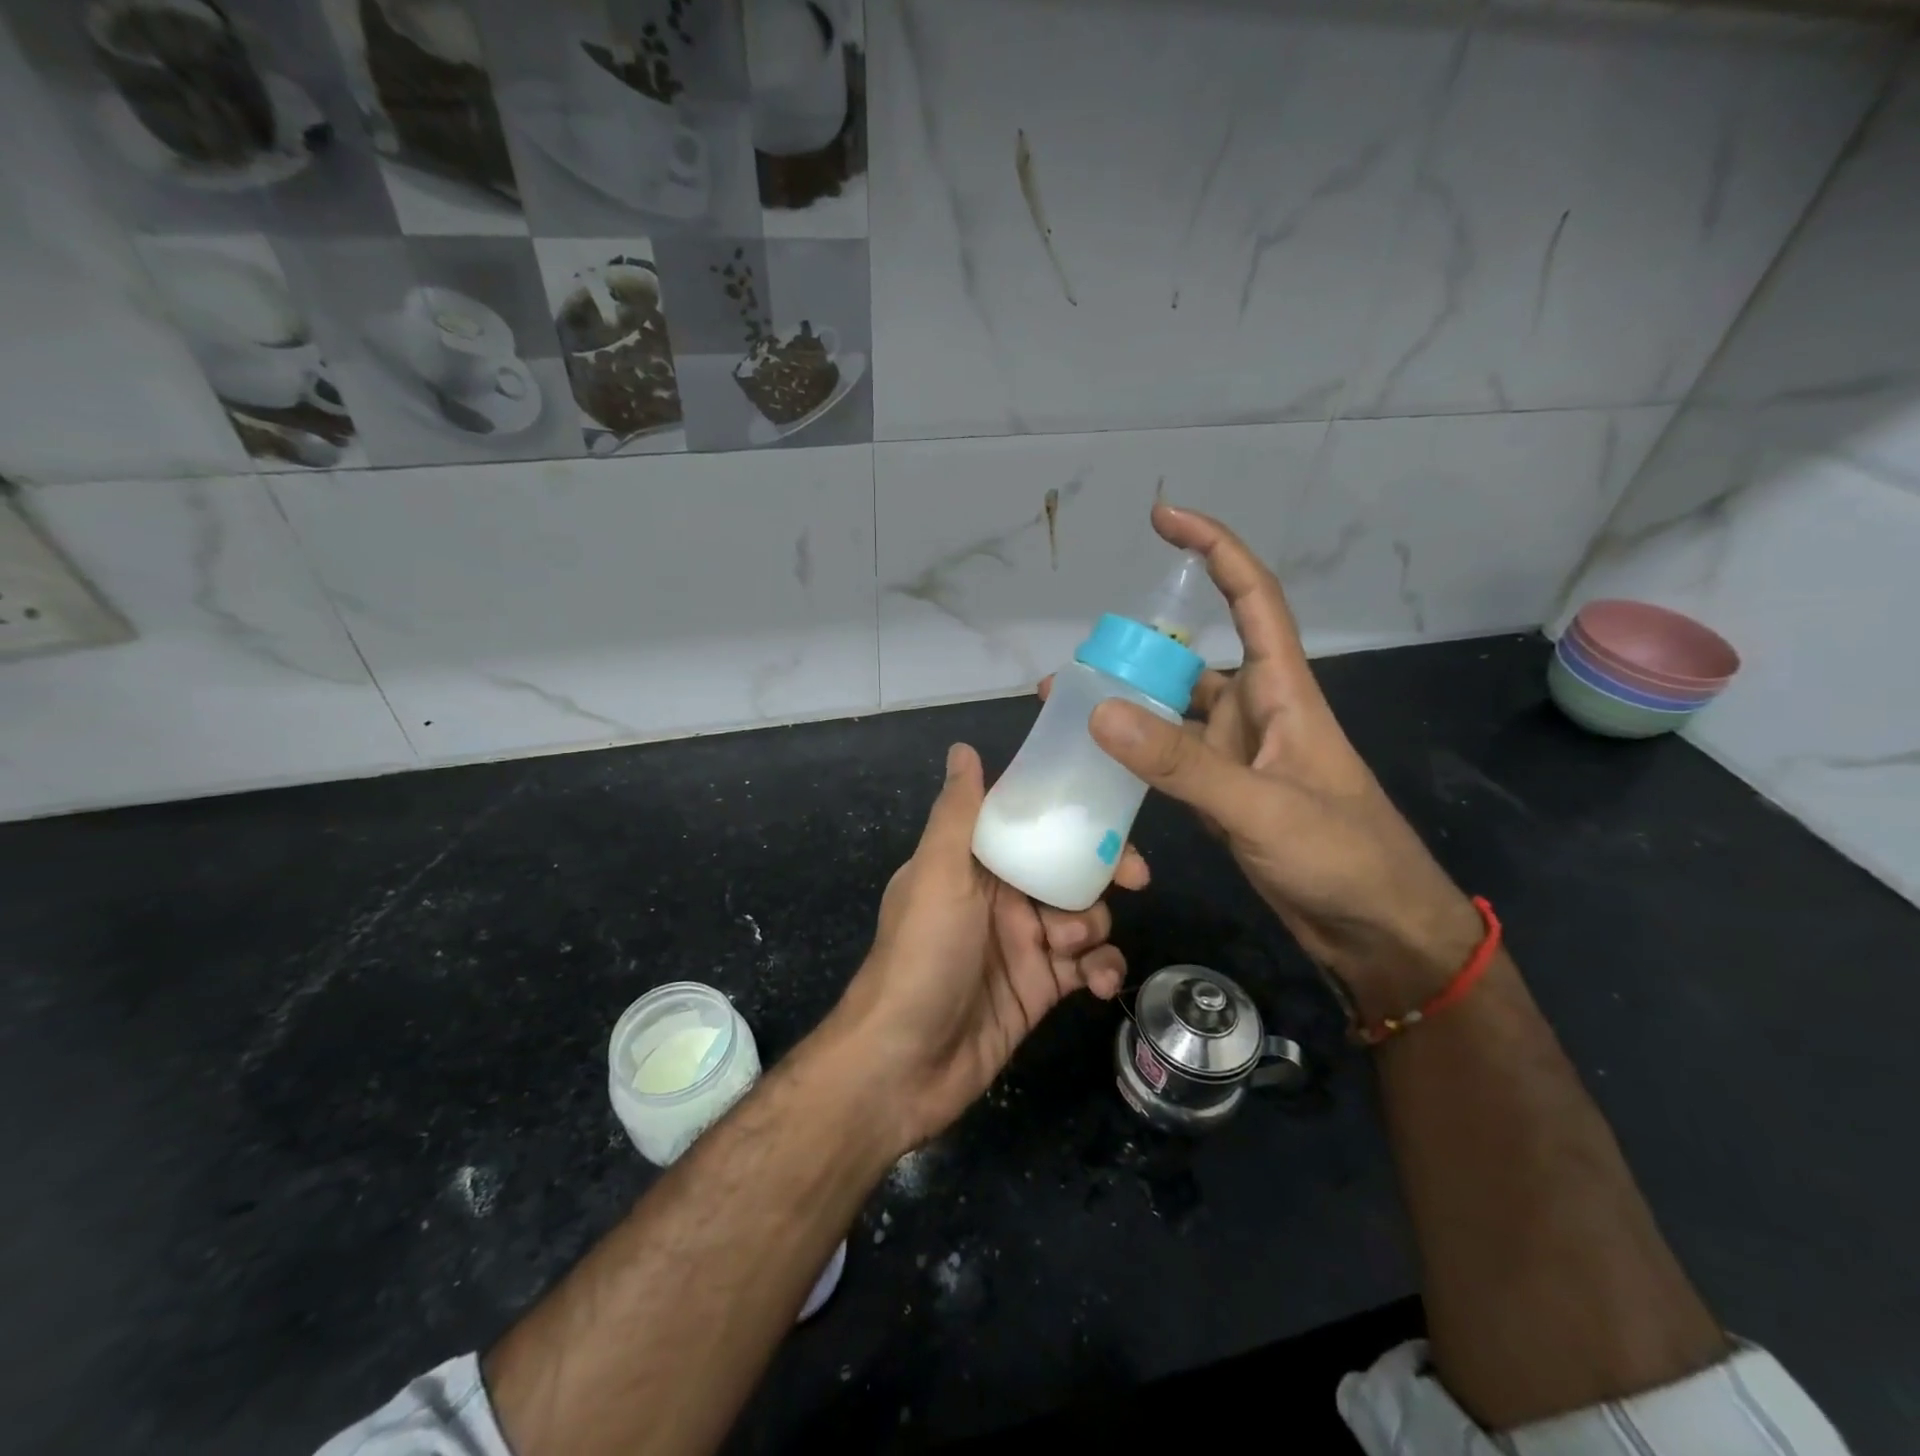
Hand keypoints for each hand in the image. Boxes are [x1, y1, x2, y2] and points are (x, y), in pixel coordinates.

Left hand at [826, 743, 1144, 1152]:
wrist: (903, 1065)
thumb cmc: (921, 956)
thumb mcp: (938, 875)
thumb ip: (959, 814)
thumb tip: (963, 747)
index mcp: (973, 864)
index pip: (1031, 825)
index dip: (1071, 816)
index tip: (1112, 817)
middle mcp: (999, 898)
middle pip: (1067, 869)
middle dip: (1101, 871)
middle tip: (1135, 880)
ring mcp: (1022, 944)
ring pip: (1083, 916)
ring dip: (1093, 926)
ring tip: (1070, 949)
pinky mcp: (1040, 989)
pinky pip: (1086, 966)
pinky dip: (1100, 969)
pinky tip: (1097, 983)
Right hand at [1085, 504, 1483, 1021]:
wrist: (1376, 932)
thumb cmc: (1343, 856)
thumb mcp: (1260, 806)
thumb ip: (1181, 762)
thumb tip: (1099, 712)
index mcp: (1282, 690)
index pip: (1250, 596)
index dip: (1212, 548)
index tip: (1164, 517)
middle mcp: (1256, 711)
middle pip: (1190, 658)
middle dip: (1134, 651)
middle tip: (1072, 666)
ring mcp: (1237, 756)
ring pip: (1173, 713)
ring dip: (1127, 708)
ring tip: (1066, 712)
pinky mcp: (1222, 796)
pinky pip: (1169, 761)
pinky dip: (1135, 757)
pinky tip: (1097, 765)